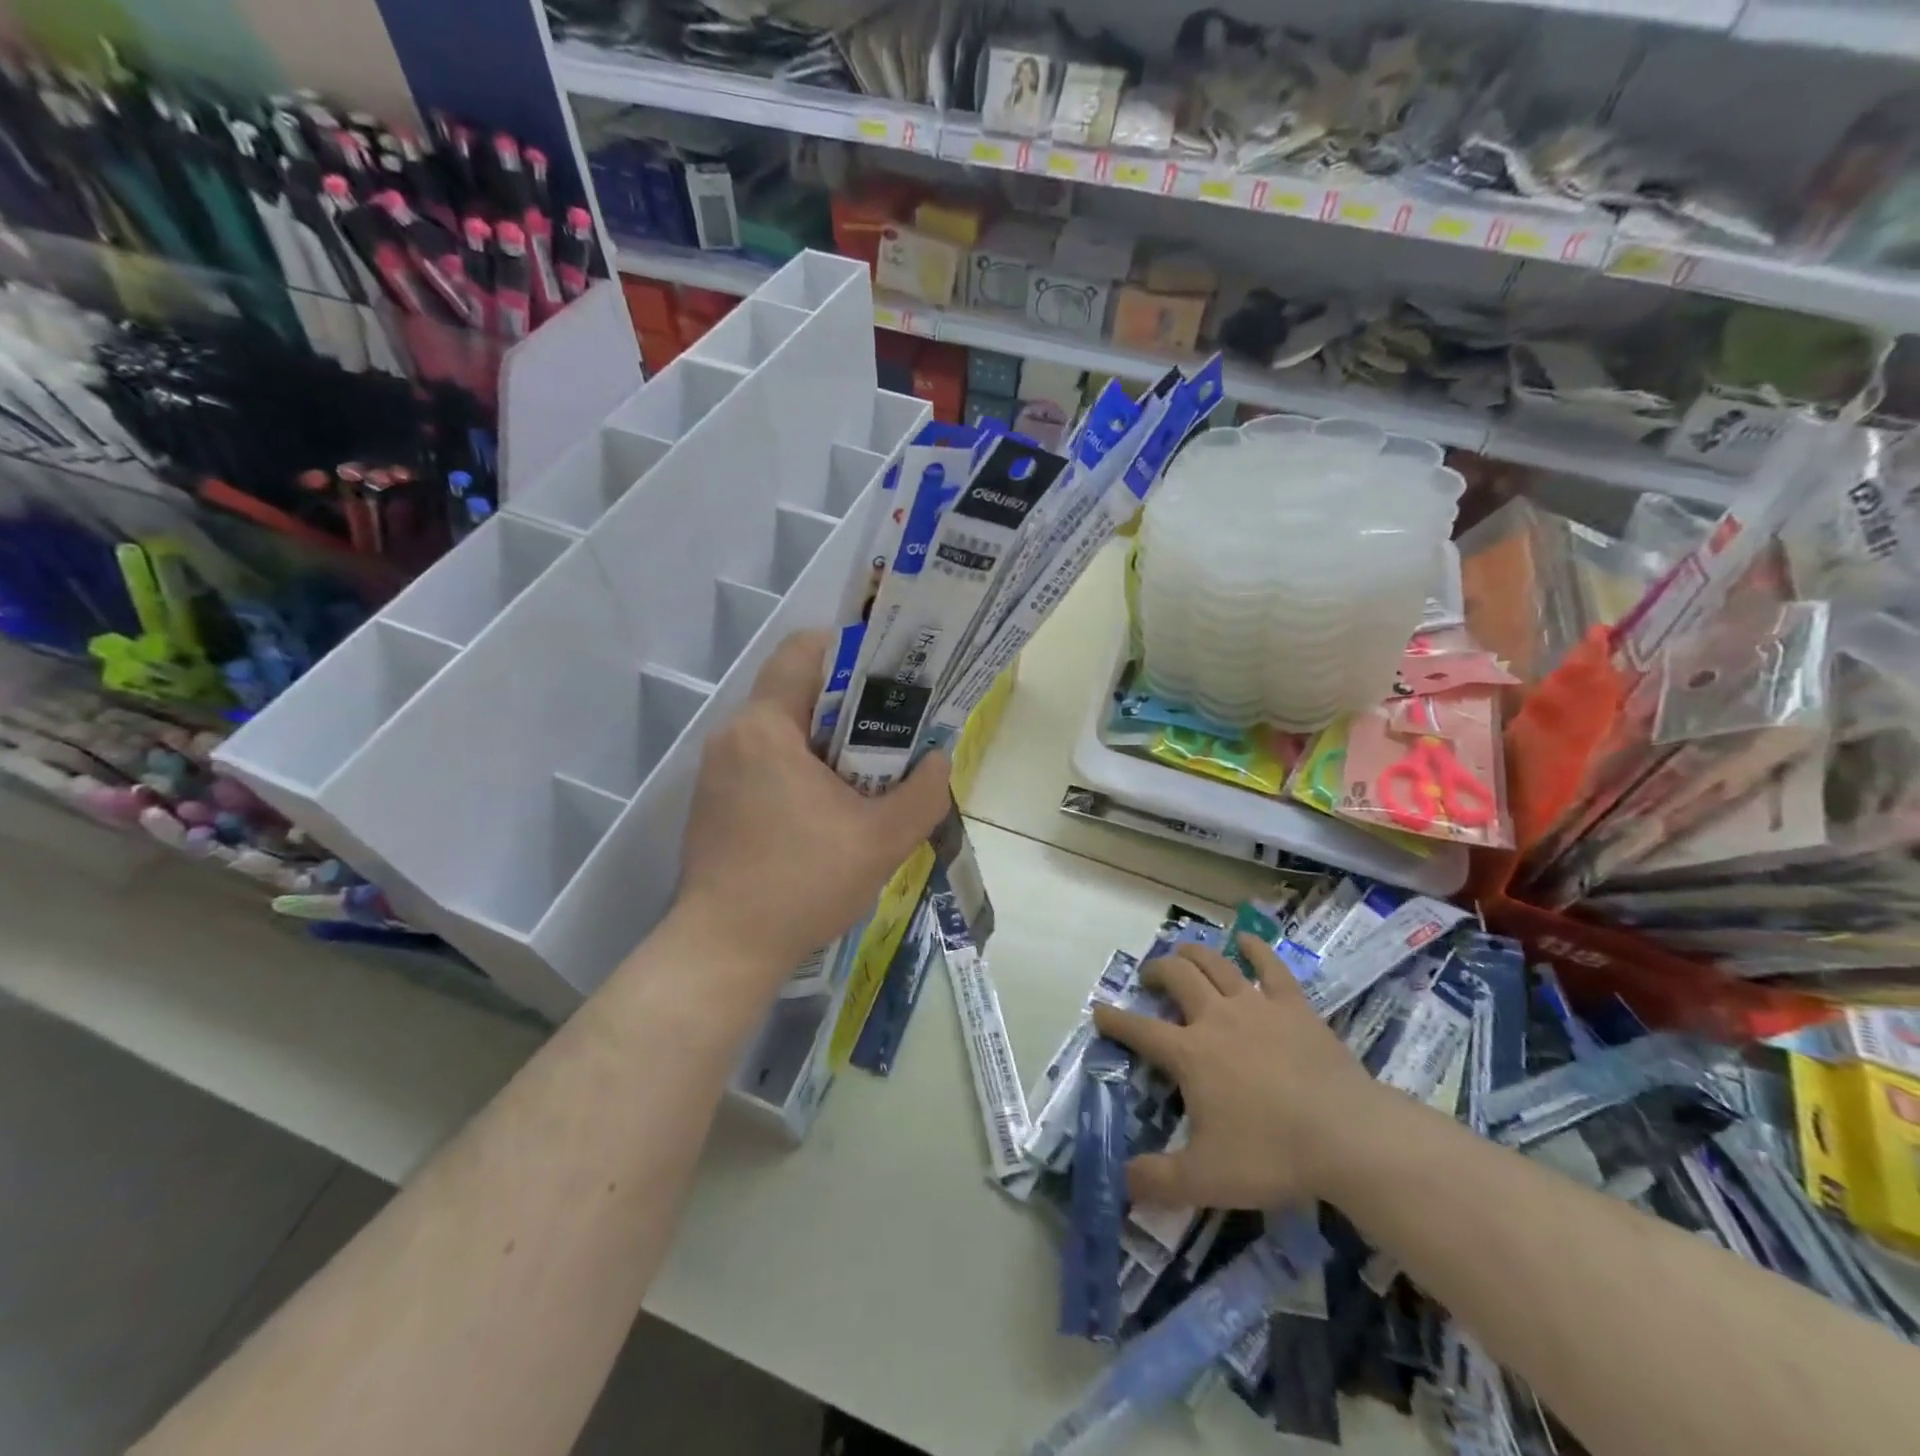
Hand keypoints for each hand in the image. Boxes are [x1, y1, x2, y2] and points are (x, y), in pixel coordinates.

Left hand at [676, 630, 950, 987]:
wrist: (724, 951)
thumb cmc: (802, 884)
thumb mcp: (883, 840)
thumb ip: (922, 793)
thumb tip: (937, 760)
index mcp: (766, 728)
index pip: (804, 650)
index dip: (851, 652)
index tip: (890, 681)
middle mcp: (733, 736)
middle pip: (796, 692)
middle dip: (848, 706)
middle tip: (892, 734)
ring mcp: (717, 770)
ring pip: (782, 730)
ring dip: (825, 743)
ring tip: (867, 776)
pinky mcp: (714, 801)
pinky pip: (763, 762)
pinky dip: (799, 769)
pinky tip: (827, 811)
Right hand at [1091, 934, 1389, 1209]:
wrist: (1347, 1136)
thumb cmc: (1272, 1154)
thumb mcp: (1206, 1179)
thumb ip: (1157, 1181)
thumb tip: (1120, 1182)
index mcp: (1190, 1053)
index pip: (1139, 1030)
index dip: (1114, 1020)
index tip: (1099, 1010)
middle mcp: (1215, 1017)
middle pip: (1177, 977)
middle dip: (1157, 971)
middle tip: (1150, 978)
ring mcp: (1256, 1006)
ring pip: (1215, 963)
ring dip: (1193, 953)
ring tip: (1182, 952)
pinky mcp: (1294, 1006)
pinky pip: (1270, 966)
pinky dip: (1254, 948)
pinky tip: (1245, 939)